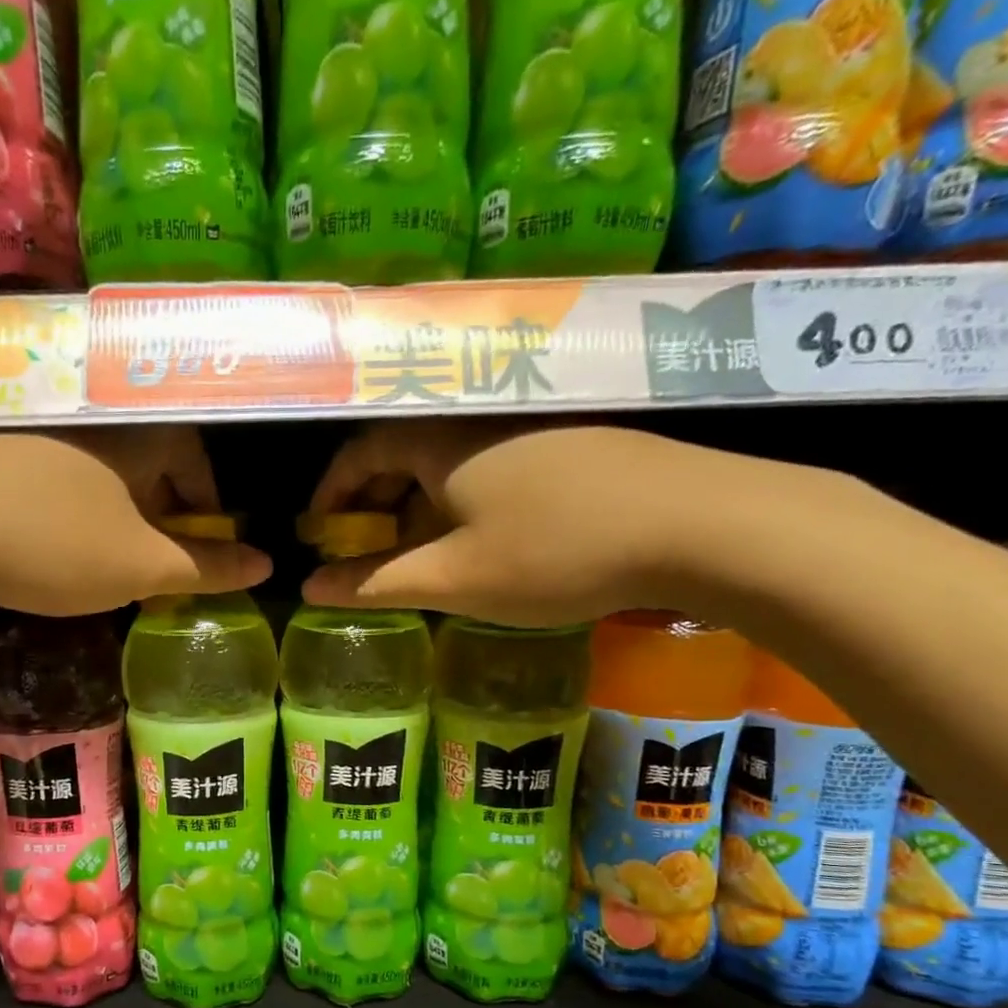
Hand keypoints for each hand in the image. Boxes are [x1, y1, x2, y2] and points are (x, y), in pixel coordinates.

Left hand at [0, 428, 268, 616]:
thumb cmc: (54, 544)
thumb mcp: (142, 567)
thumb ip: (208, 568)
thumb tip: (268, 565)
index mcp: (139, 437)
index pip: (195, 460)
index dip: (208, 509)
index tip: (205, 550)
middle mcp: (95, 422)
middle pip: (152, 466)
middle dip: (166, 517)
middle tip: (160, 566)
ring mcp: (41, 433)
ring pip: (106, 475)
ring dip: (122, 517)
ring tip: (111, 564)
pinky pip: (63, 480)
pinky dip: (79, 513)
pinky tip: (57, 548)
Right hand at [302, 422, 780, 627]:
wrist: (697, 524)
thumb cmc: (554, 551)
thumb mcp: (452, 579)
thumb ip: (374, 583)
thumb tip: (309, 589)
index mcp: (438, 440)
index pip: (359, 452)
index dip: (331, 495)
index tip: (319, 535)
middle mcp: (478, 418)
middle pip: (402, 452)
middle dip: (373, 502)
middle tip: (364, 550)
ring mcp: (530, 424)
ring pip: (448, 461)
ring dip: (418, 504)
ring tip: (418, 553)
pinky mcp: (570, 441)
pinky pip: (489, 464)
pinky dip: (463, 499)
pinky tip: (481, 537)